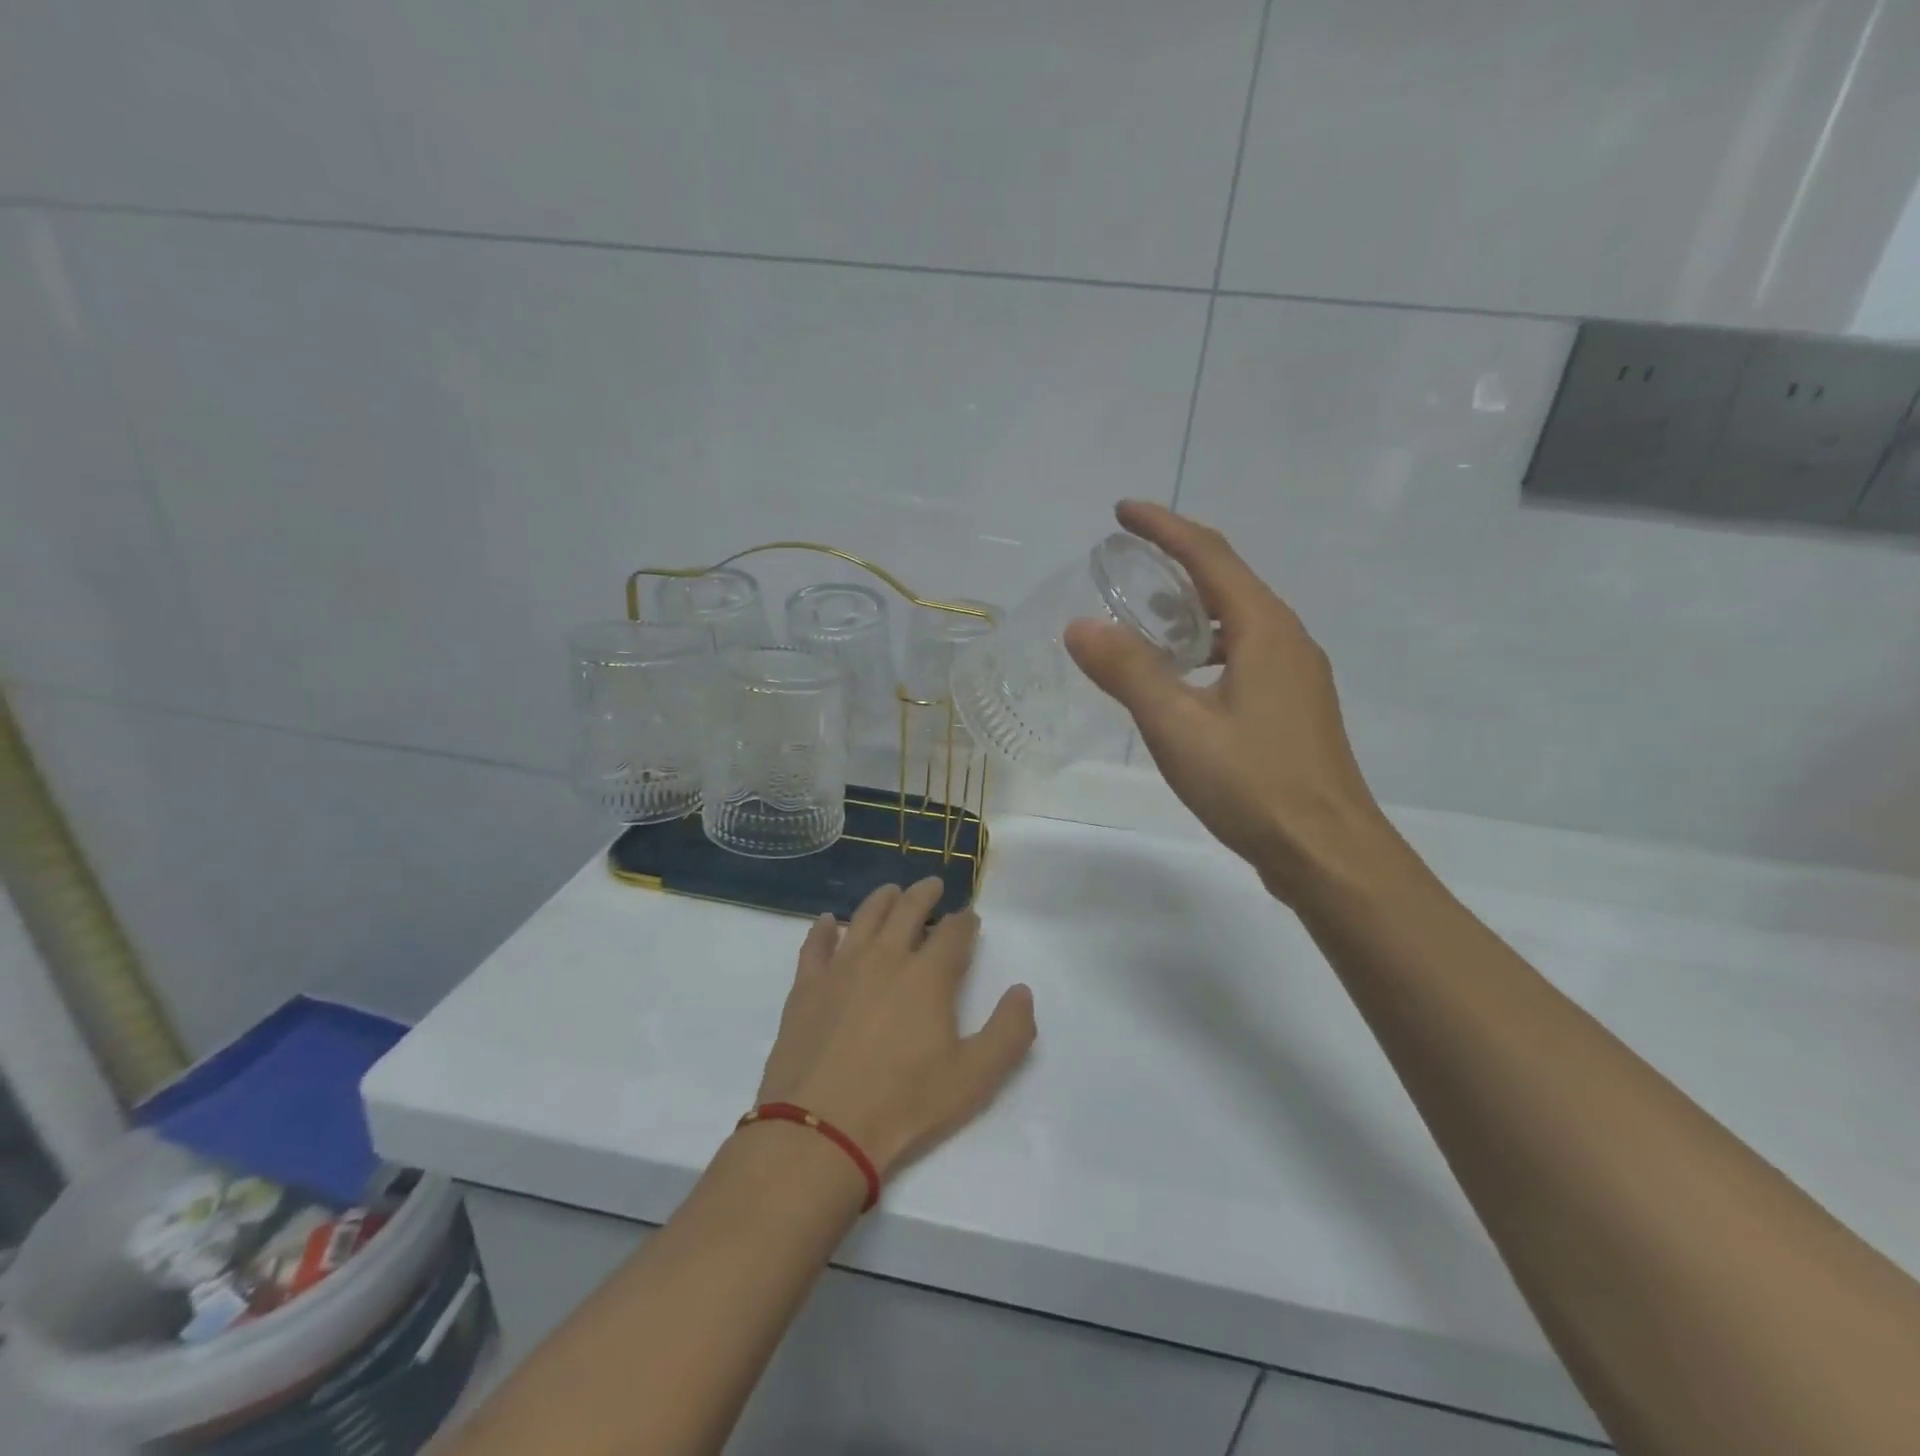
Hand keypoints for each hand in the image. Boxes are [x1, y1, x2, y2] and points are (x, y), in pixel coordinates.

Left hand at [754, 879, 1035, 1178]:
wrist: (821, 1129)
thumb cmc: (904, 1103)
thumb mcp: (975, 1078)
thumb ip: (1009, 1032)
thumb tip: (1022, 991)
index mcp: (928, 976)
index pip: (953, 933)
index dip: (965, 921)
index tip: (970, 917)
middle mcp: (885, 958)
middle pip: (907, 910)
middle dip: (924, 895)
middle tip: (933, 885)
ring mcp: (841, 968)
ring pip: (864, 918)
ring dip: (881, 900)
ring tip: (891, 892)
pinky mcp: (806, 987)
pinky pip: (815, 945)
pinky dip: (822, 929)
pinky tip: (826, 922)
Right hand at [1065, 500, 1389, 901]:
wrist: (1328, 852)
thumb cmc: (1254, 784)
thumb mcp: (1178, 725)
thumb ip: (1128, 671)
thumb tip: (1080, 625)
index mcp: (1264, 629)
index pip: (1209, 556)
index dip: (1164, 527)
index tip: (1122, 511)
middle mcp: (1287, 640)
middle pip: (1228, 581)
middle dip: (1176, 563)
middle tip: (1126, 565)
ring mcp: (1296, 676)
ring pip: (1238, 621)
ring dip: (1192, 608)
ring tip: (1146, 617)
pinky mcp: (1293, 709)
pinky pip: (1244, 654)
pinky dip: (1207, 647)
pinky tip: (1182, 678)